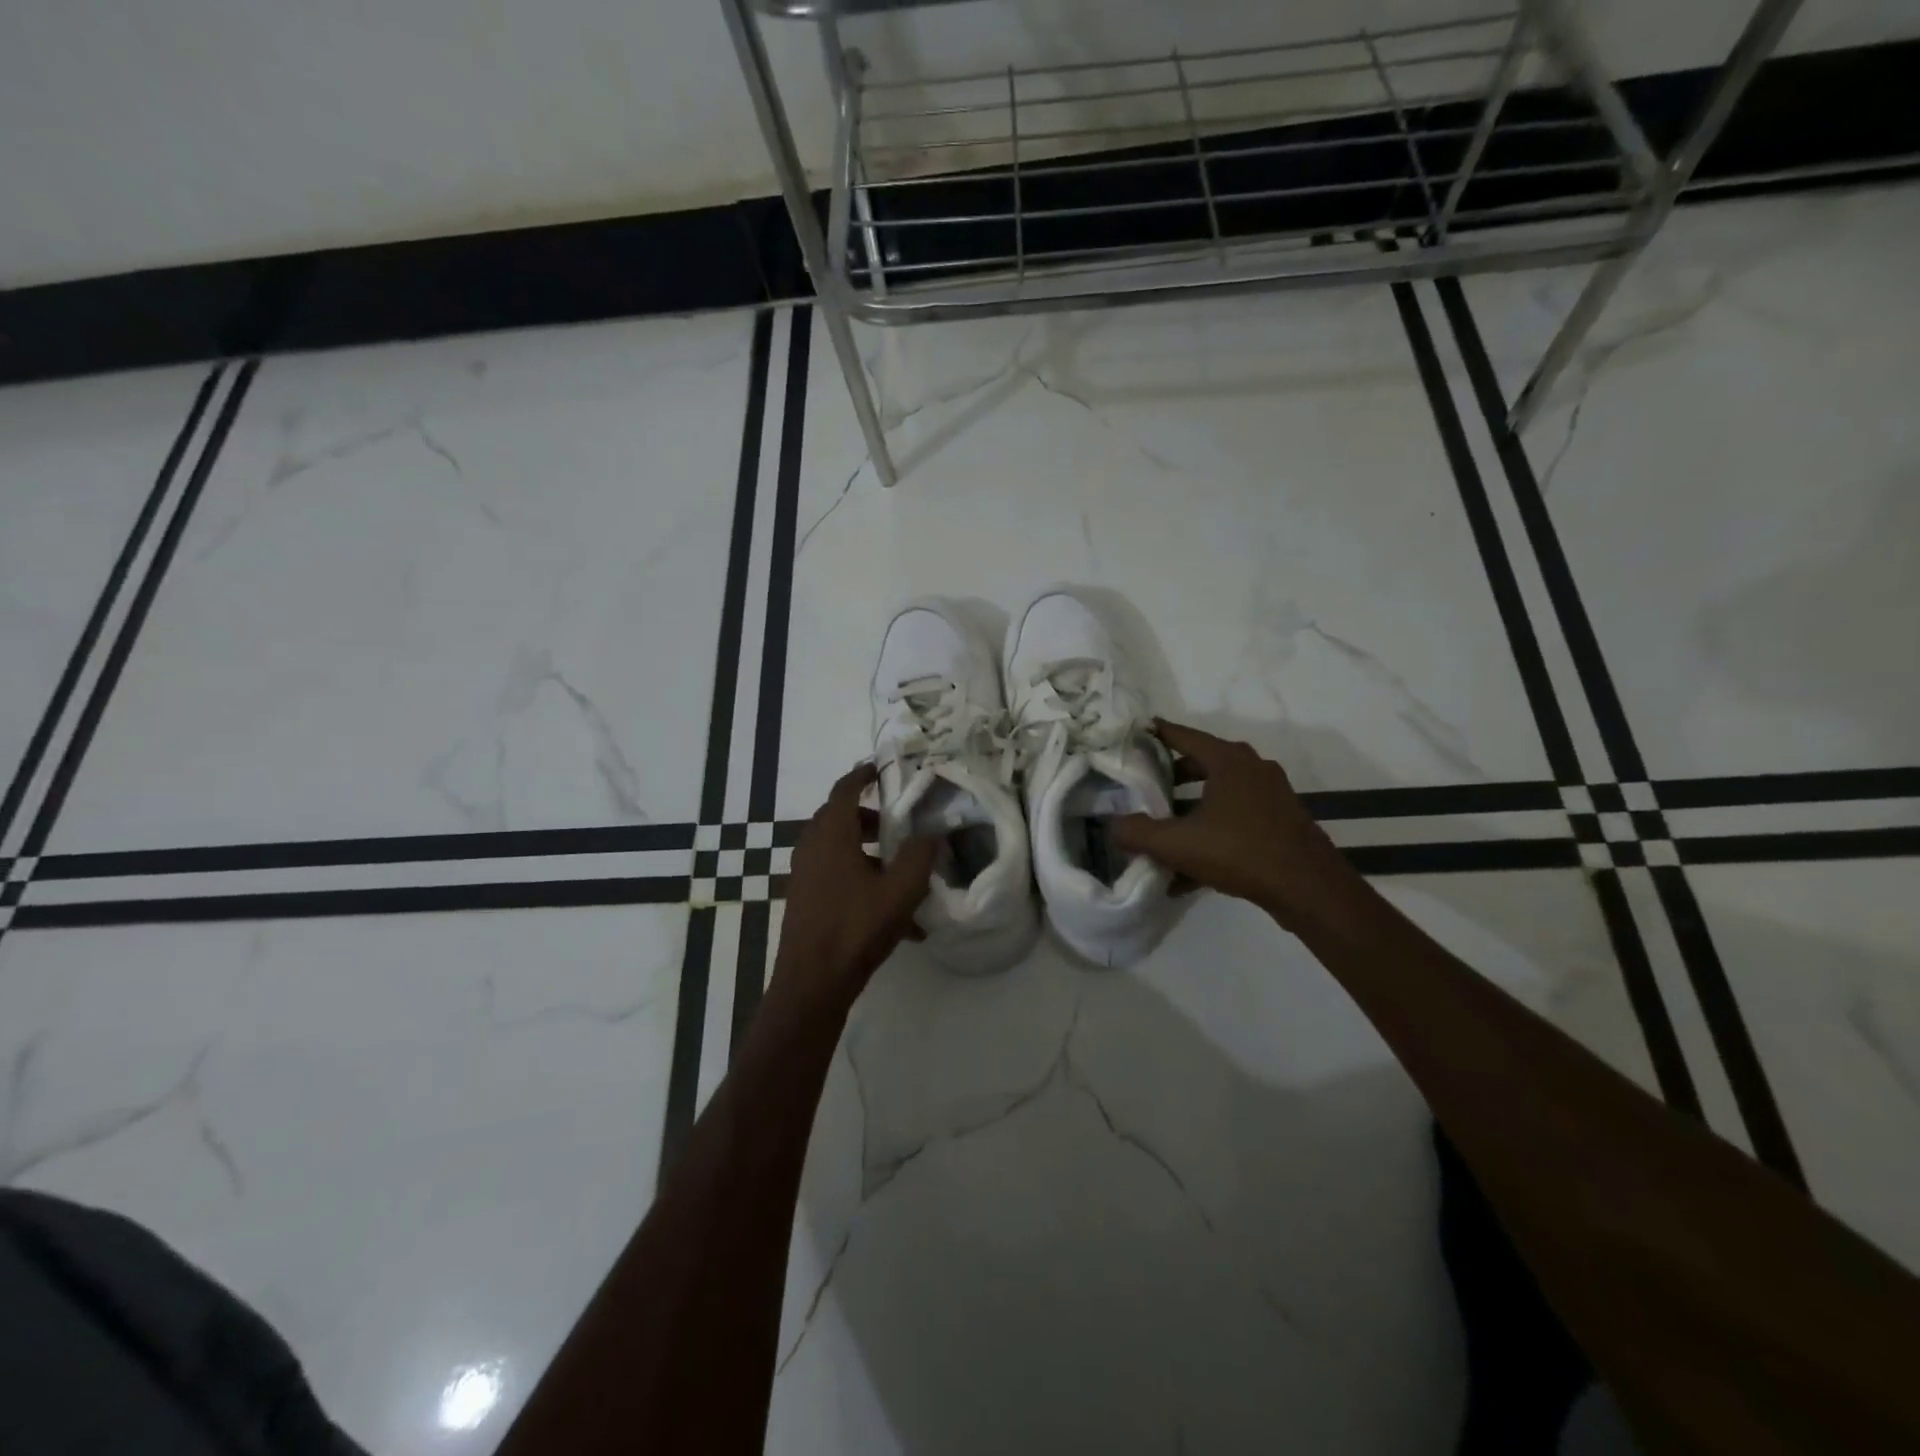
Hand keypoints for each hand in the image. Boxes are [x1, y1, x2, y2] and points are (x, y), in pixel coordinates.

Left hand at [771, 764, 938, 1008]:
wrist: (812, 983)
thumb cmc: (856, 927)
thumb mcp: (900, 891)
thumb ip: (920, 855)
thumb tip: (932, 833)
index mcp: (831, 834)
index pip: (845, 788)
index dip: (863, 774)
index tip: (882, 768)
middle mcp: (812, 847)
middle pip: (841, 818)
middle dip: (872, 818)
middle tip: (900, 824)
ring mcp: (805, 875)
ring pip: (840, 850)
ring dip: (869, 853)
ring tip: (904, 874)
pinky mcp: (806, 899)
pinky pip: (837, 877)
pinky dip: (862, 882)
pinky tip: (897, 920)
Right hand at [1111, 720, 1359, 934]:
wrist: (1309, 890)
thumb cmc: (1240, 852)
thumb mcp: (1178, 844)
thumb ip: (1137, 832)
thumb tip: (1111, 826)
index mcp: (1228, 760)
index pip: (1182, 734)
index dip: (1153, 734)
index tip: (1130, 735)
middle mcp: (1252, 768)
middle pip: (1200, 763)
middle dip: (1169, 777)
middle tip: (1141, 787)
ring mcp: (1269, 795)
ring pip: (1217, 794)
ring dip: (1189, 810)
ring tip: (1161, 831)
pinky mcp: (1278, 822)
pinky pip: (1234, 820)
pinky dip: (1210, 835)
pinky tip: (1187, 873)